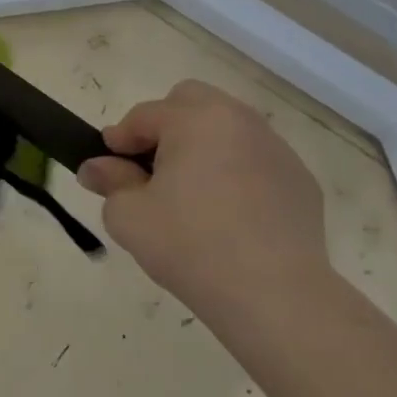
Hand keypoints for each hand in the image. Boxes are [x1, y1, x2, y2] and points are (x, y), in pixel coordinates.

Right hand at [78, 80, 333, 315]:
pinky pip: (256, 161)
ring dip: (202, 146)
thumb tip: (97, 168)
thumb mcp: (129, 215)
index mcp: (196, 120)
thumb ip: (110, 182)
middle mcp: (239, 121)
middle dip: (165, 124)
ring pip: (228, 128)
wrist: (274, 295)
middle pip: (192, 101)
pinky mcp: (300, 181)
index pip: (145, 115)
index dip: (120, 138)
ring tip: (190, 191)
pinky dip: (235, 172)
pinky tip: (228, 214)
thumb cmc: (190, 245)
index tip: (106, 164)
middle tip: (151, 166)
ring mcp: (277, 150)